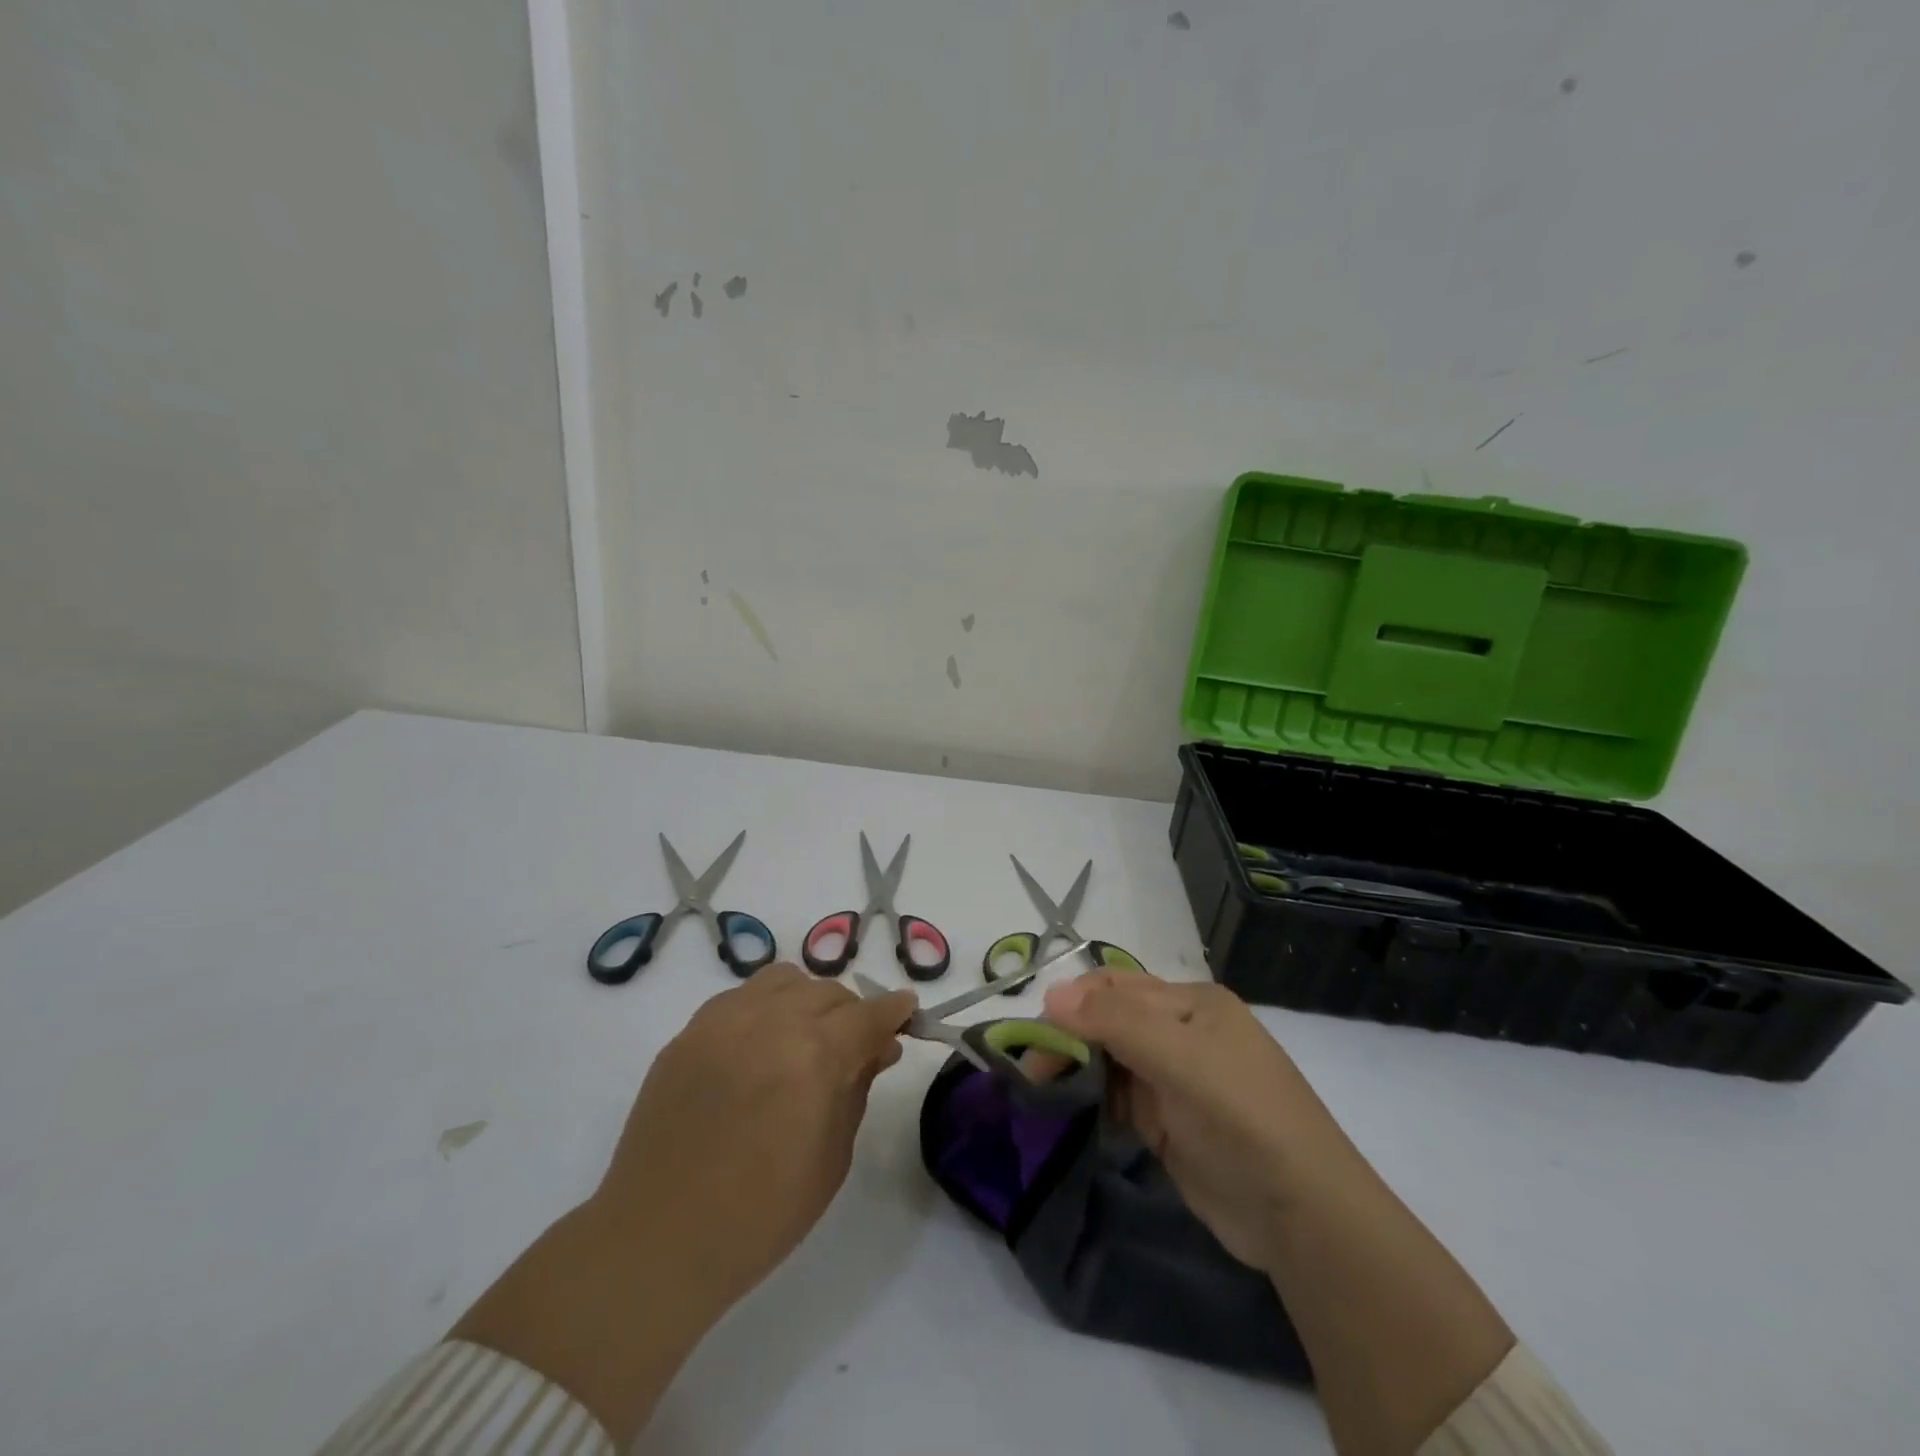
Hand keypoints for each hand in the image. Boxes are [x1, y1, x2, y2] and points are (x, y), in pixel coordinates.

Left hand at [593, 962, 916, 1311]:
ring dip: (808, 1000)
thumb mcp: (832, 1158)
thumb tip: (878, 1048)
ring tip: (805, 1037)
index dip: (894, 1010)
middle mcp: (770, 1022)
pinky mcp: (689, 1032)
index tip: (907, 1012)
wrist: (658, 1240)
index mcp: (814, 1056)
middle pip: (829, 992)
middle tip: (855, 1047)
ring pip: (784, 980)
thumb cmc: (760, 1215)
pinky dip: (764, 1007)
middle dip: (852, 1013)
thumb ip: (857, 1089)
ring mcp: (723, 1022)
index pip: (868, 1014)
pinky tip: (760, 1044)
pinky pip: (740, 996)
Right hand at [1041, 971, 1357, 1274]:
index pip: (1116, 985)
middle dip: (1069, 1037)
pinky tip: (1069, 1110)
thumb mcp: (1178, 1056)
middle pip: (1109, 1021)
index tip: (1035, 1032)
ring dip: (1076, 1068)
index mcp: (1190, 1003)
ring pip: (1110, 1060)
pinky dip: (1092, 1100)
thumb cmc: (1239, 1114)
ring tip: (1039, 1089)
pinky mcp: (1168, 1123)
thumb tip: (1050, 994)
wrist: (1300, 1213)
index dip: (1074, 1001)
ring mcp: (1175, 1079)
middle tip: (1031, 1070)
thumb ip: (1113, 1021)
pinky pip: (1119, 1099)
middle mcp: (1181, 1032)